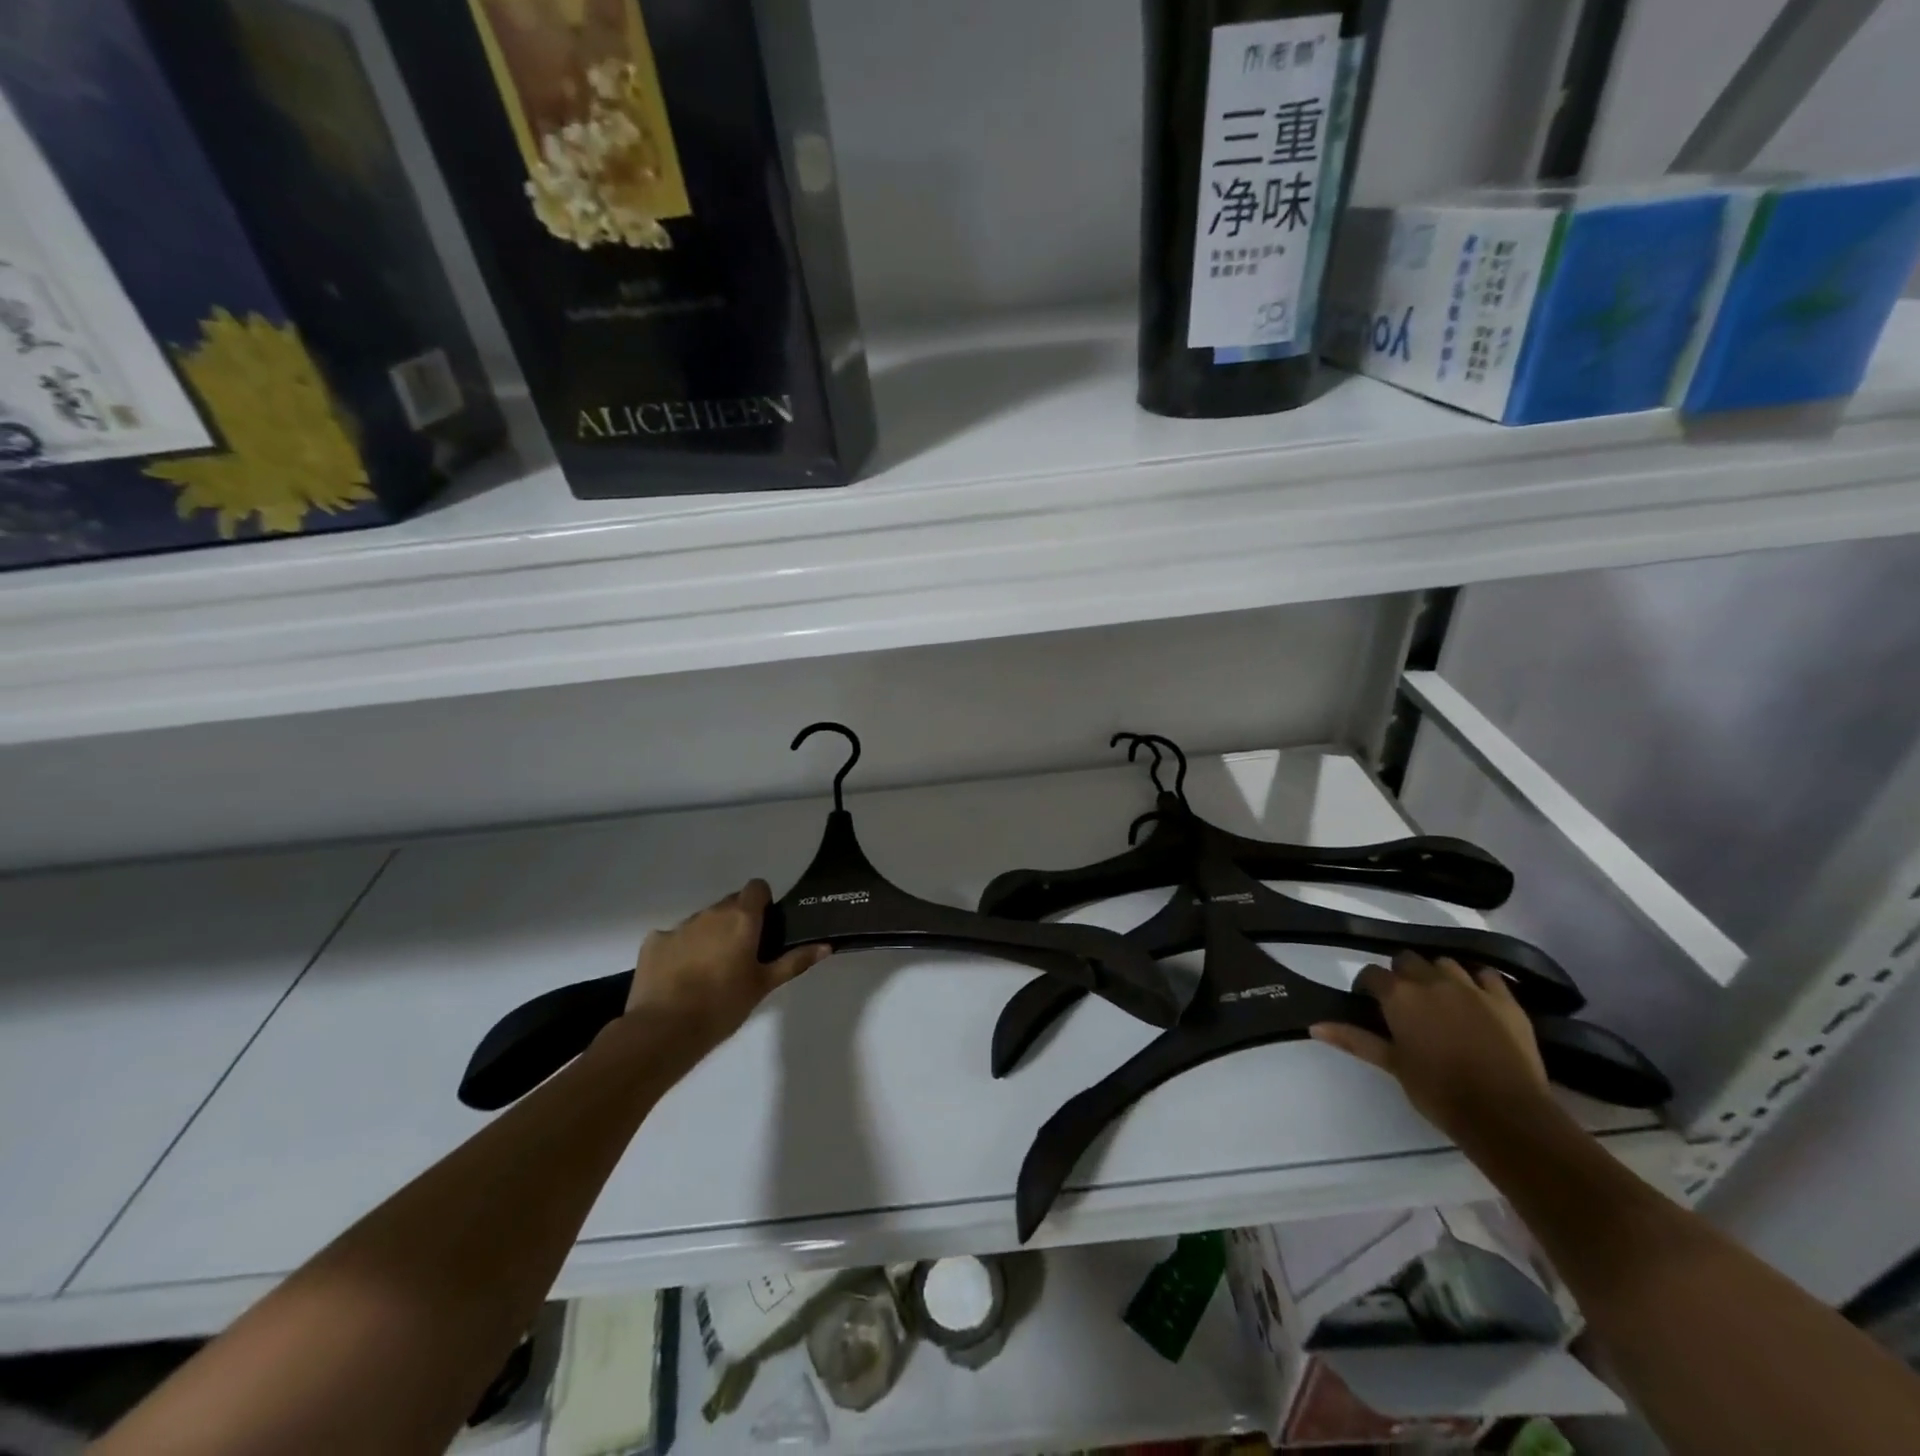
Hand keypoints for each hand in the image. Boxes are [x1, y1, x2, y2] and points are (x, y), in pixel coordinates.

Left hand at [623, 880, 829, 1051]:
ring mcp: (679, 926)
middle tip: (740, 955)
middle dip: (736, 921)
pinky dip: (679, 950)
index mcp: (741, 918)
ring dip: (708, 936)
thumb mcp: (764, 985)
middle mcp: (710, 913)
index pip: (756, 887)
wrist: (665, 1029)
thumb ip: (794, 961)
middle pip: (729, 904)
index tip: (763, 927)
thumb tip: (826, 946)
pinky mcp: (653, 942)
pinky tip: (678, 978)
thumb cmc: (724, 1005)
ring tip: (708, 971)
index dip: (762, 902)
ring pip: (701, 921)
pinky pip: (672, 938)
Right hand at [1311, 951, 1550, 1142]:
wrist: (1506, 1114)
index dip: (1367, 986)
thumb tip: (1314, 1026)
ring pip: (1445, 963)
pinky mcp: (1505, 1000)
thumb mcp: (1392, 1065)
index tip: (1369, 1004)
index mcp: (1400, 995)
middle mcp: (1432, 980)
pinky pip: (1486, 975)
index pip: (1371, 973)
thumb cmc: (1438, 1091)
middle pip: (1407, 960)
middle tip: (1405, 1003)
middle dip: (1401, 975)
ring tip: (1439, 998)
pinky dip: (1476, 980)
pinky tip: (1475, 997)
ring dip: (1437, 974)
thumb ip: (1354, 1039)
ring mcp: (1472, 987)